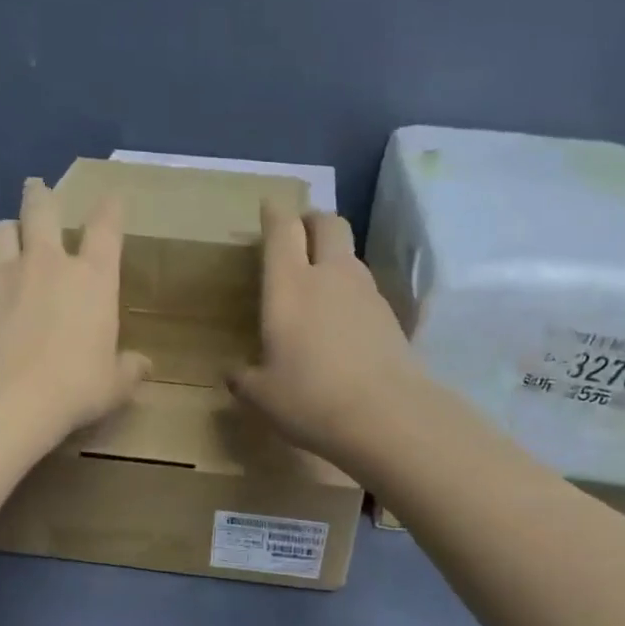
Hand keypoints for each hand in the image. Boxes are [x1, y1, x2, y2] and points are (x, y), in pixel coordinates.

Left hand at [0, 179, 150, 445]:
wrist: (3, 397)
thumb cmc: (73, 387)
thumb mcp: (113, 385)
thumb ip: (129, 370)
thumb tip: (144, 366)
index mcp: (92, 278)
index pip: (106, 228)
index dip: (111, 208)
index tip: (113, 197)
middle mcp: (47, 263)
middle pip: (42, 210)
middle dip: (41, 195)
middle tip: (38, 187)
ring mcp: (3, 274)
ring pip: (1, 230)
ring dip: (8, 229)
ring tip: (10, 235)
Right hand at [228, 204, 422, 470]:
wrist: (386, 416)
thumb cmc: (310, 399)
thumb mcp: (262, 396)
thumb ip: (244, 379)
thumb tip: (233, 374)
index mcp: (289, 286)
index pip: (282, 229)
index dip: (274, 214)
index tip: (269, 209)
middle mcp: (330, 276)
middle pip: (327, 223)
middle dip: (312, 221)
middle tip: (299, 236)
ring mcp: (366, 292)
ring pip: (350, 256)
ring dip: (334, 258)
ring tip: (320, 286)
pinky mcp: (391, 315)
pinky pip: (366, 289)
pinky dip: (351, 294)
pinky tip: (344, 324)